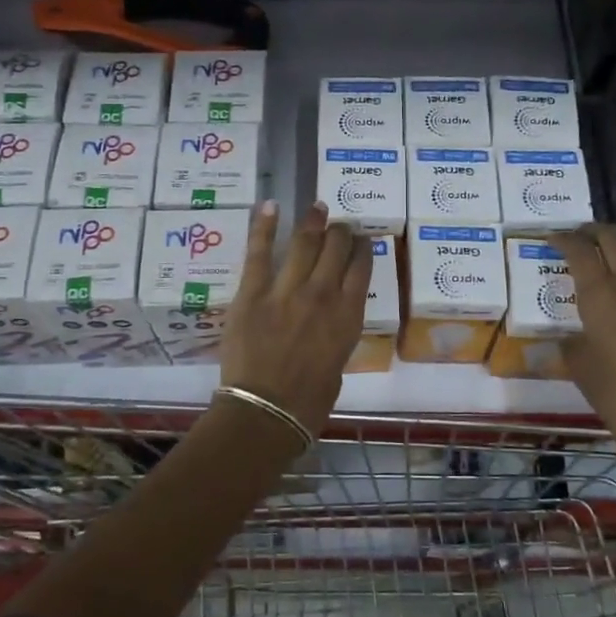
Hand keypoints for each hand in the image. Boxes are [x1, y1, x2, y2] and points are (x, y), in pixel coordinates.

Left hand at [219, 202, 370, 433]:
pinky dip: (264, 226)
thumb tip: (326, 324)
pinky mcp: (252, 292)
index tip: (362, 240)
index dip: (363, 249)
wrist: (266, 411)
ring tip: (317, 207)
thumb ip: (335, 337)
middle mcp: (323, 295)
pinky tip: (270, 206)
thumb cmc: (308, 402)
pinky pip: (259, 252)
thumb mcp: (337, 367)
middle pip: (336, 249)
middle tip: (339, 225)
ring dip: (312, 222)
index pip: (362, 269)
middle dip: (340, 232)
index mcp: (348, 316)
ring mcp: (286, 290)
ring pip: (304, 243)